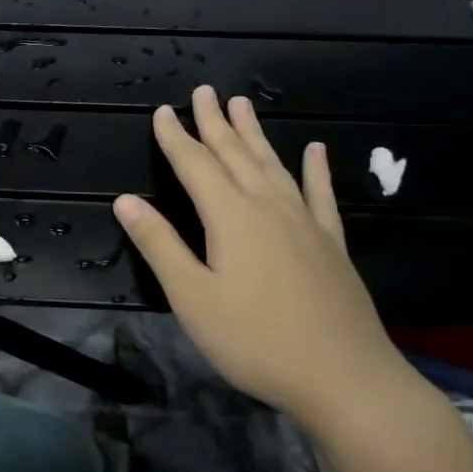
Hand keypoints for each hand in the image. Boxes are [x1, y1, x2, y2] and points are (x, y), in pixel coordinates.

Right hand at [114, 86, 427, 437]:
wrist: (346, 380)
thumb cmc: (255, 341)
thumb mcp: (192, 298)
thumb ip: (159, 245)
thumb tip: (125, 200)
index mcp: (230, 218)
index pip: (194, 165)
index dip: (176, 137)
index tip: (163, 111)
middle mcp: (268, 208)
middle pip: (235, 155)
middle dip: (215, 122)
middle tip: (205, 91)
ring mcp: (304, 223)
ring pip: (273, 165)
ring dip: (255, 134)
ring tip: (243, 104)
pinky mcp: (330, 244)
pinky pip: (320, 195)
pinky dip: (315, 170)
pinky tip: (316, 151)